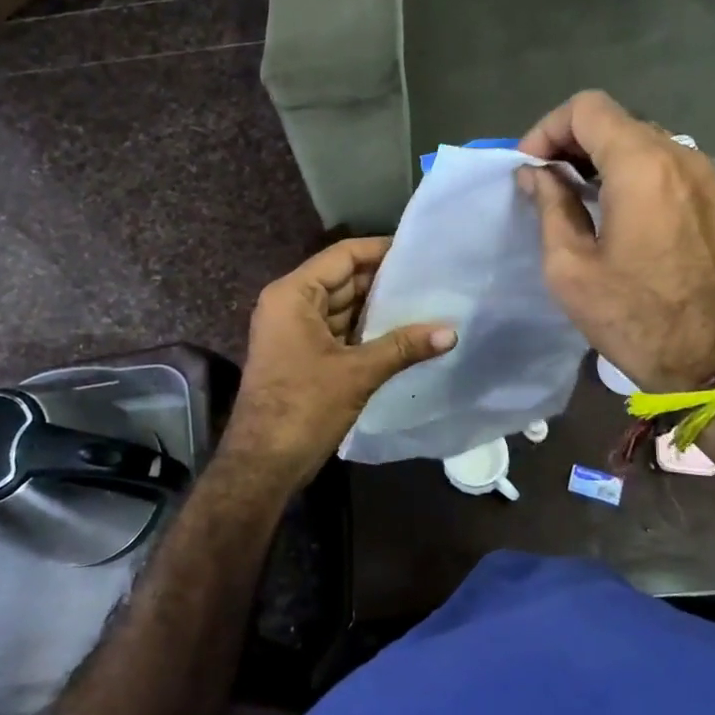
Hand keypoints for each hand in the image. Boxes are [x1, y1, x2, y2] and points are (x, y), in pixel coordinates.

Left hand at [218, 237, 455, 490]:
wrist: (263, 464)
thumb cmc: (303, 407)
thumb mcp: (357, 373)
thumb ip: (403, 347)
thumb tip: (451, 332)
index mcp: (293, 294)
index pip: (342, 256)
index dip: (380, 250)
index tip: (418, 251)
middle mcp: (290, 304)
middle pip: (343, 279)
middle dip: (384, 281)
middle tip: (430, 278)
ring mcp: (294, 330)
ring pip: (342, 307)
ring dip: (377, 308)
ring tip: (425, 302)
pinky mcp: (302, 354)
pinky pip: (338, 330)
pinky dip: (365, 330)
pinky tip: (402, 333)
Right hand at [517, 90, 714, 391]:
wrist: (712, 359)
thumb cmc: (632, 316)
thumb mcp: (570, 266)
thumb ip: (550, 206)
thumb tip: (535, 174)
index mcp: (641, 166)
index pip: (587, 109)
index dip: (548, 129)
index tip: (529, 167)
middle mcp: (678, 156)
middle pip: (615, 120)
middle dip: (570, 141)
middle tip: (542, 181)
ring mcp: (703, 175)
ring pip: (640, 139)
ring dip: (600, 156)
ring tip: (572, 194)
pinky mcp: (713, 196)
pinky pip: (663, 163)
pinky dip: (629, 170)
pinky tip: (610, 207)